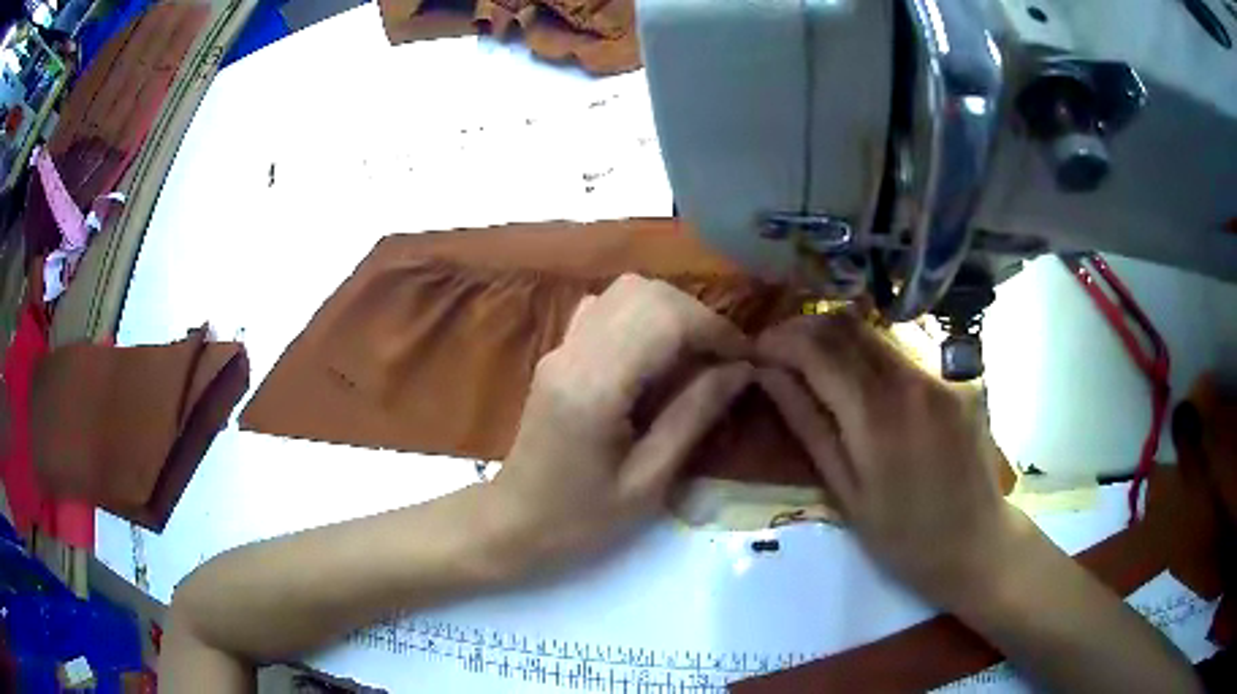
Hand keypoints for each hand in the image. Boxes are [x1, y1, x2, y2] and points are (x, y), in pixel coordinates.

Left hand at [492, 274, 752, 570]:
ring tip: (697, 355)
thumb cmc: (582, 518)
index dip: (715, 330)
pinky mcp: (558, 351)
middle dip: (697, 316)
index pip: (665, 320)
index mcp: (594, 387)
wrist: (515, 521)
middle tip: (725, 359)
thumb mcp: (648, 481)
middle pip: (646, 293)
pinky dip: (643, 315)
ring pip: (626, 292)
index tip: (747, 359)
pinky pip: (606, 307)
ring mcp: (561, 347)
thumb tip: (741, 370)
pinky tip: (655, 352)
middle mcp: (573, 352)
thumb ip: (694, 417)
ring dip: (672, 312)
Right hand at [755, 313, 1026, 609]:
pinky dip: (870, 351)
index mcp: (877, 417)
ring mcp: (940, 374)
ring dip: (837, 335)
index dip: (780, 341)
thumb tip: (769, 376)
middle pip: (847, 325)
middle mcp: (911, 380)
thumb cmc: (903, 536)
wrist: (976, 543)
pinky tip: (860, 375)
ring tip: (812, 358)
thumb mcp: (846, 492)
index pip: (818, 350)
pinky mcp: (957, 378)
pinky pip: (904, 350)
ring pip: (876, 331)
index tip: (756, 350)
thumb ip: (809, 426)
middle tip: (779, 348)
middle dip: (805, 327)